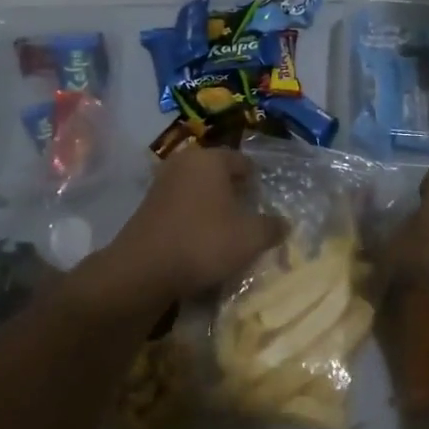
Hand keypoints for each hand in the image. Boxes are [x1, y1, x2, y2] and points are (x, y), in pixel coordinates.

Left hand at [91, 148, 285, 306]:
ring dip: (213, 208)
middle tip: (249, 220)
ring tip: (226, 234)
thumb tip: (284, 223)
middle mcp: (184, 162)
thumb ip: (272, 227)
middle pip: (219, 175)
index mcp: (210, 158)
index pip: (244, 162)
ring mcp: (161, 183)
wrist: (144, 270)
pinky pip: (181, 207)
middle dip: (235, 194)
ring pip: (199, 191)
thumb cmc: (204, 242)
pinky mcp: (147, 207)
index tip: (265, 206)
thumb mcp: (251, 238)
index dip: (258, 184)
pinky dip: (193, 220)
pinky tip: (200, 242)